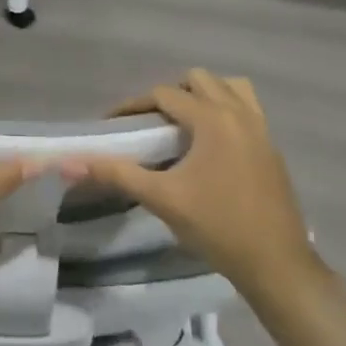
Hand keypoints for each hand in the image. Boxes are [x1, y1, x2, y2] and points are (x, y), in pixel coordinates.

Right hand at [63, 69, 324, 304]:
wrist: (277, 265)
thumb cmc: (217, 227)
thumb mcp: (162, 199)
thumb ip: (116, 173)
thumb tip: (68, 163)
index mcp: (213, 118)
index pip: (165, 94)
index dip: (134, 105)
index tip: (114, 123)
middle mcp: (239, 113)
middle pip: (200, 80)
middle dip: (171, 94)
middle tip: (151, 124)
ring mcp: (261, 128)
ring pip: (230, 88)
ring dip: (204, 95)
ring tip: (185, 125)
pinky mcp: (272, 147)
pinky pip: (247, 109)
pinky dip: (226, 111)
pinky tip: (212, 146)